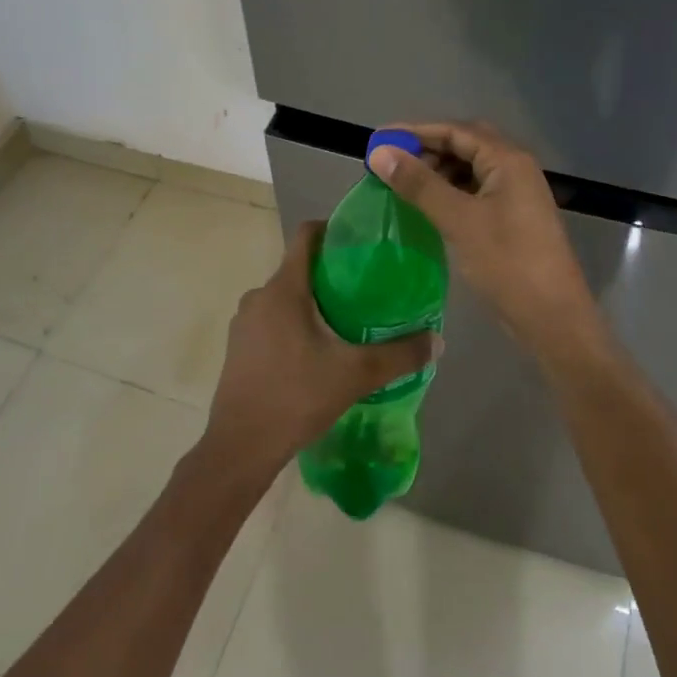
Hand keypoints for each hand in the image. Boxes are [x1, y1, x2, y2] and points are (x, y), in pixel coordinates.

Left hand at [200, 221, 436, 482]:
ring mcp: (244, 322)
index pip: (306, 235)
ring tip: (346, 321)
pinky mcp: (238, 346)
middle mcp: (258, 296)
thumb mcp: (356, 374)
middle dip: (331, 273)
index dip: (334, 228)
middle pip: (299, 268)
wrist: (240, 447)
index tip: (361, 241)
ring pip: (285, 297)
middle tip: (367, 289)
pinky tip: (317, 351)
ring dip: (313, 302)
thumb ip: (399, 355)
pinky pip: (272, 320)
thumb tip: (437, 341)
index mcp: (283, 288)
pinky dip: (295, 323)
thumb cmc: (296, 397)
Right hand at [367, 121, 598, 356]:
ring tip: (404, 184)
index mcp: (508, 160)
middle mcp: (515, 168)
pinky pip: (476, 190)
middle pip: (465, 144)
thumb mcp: (459, 220)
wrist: (552, 317)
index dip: (415, 132)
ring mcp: (516, 193)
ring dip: (437, 170)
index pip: (456, 130)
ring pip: (470, 168)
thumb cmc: (507, 263)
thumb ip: (419, 184)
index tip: (378, 140)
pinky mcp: (512, 216)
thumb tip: (379, 152)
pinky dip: (450, 190)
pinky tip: (429, 205)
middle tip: (390, 162)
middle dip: (427, 149)